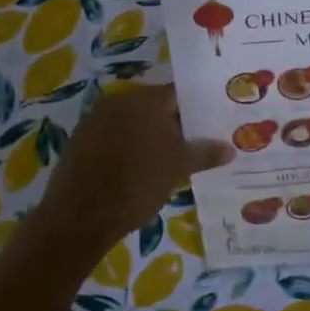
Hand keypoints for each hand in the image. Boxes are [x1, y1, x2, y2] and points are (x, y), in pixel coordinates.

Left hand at [31, 84, 229, 248]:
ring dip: (151, 135)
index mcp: (145, 100)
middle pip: (155, 106)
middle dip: (175, 123)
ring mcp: (95, 119)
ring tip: (170, 158)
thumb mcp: (178, 169)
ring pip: (133, 122)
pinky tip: (139, 168)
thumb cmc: (137, 185)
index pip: (179, 94)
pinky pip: (113, 135)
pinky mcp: (80, 139)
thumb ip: (204, 153)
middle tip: (195, 143)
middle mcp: (119, 100)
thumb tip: (229, 148)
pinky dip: (128, 146)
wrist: (80, 216)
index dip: (198, 109)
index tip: (213, 124)